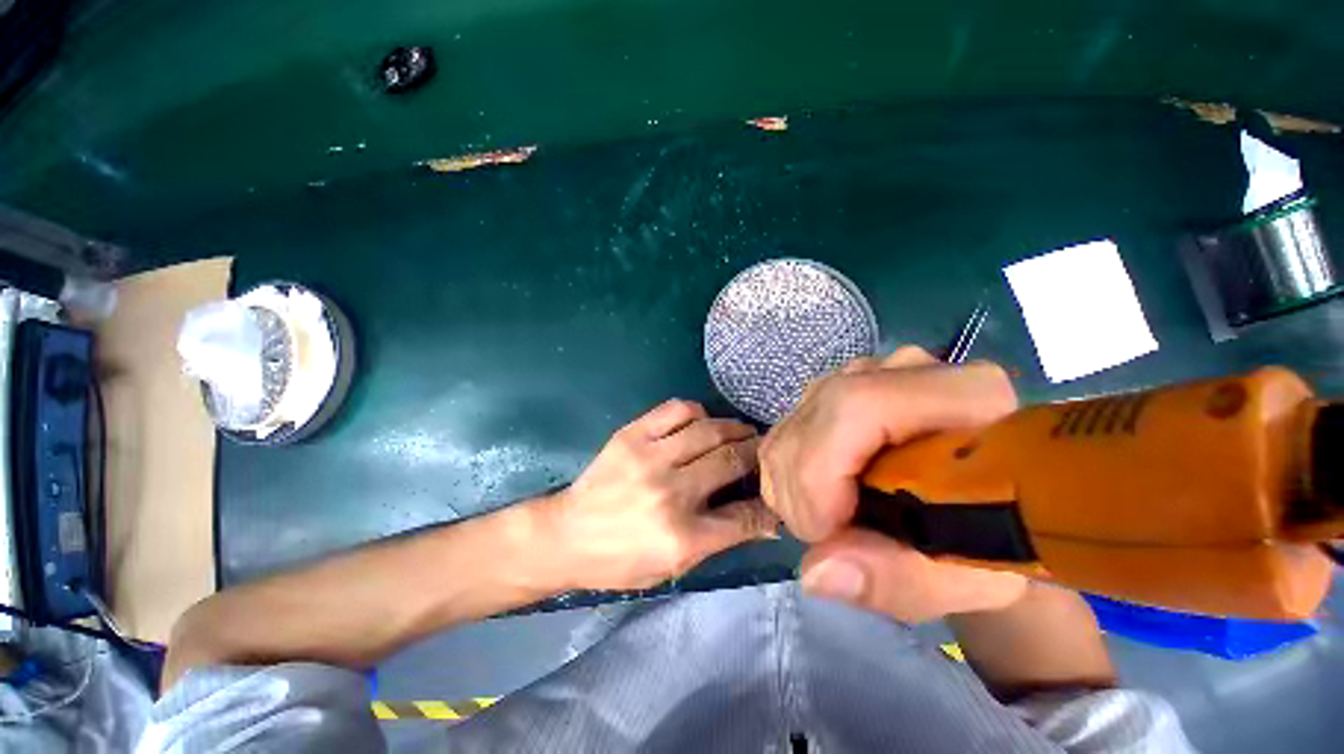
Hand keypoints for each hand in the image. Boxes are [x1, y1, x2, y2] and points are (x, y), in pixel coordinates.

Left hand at [544, 399, 778, 590]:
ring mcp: (649, 458)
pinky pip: (677, 409)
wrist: (566, 535)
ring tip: (741, 432)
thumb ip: (720, 540)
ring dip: (734, 428)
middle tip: (763, 452)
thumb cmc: (620, 560)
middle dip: (757, 454)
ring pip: (710, 430)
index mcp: (681, 537)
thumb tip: (766, 520)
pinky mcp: (631, 435)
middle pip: (732, 461)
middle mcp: (670, 492)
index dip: (768, 504)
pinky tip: (701, 422)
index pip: (744, 516)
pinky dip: (697, 412)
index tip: (777, 493)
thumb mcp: (673, 567)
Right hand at [760, 346, 1026, 621]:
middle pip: (814, 416)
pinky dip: (786, 476)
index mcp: (966, 396)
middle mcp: (906, 367)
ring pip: (791, 425)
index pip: (857, 406)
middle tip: (828, 541)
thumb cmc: (995, 542)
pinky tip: (817, 502)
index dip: (822, 470)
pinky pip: (784, 431)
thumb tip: (815, 570)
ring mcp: (863, 373)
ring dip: (791, 488)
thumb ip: (901, 581)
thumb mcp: (968, 579)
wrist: (986, 505)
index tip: (825, 534)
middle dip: (801, 491)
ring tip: (828, 526)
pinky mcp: (834, 388)